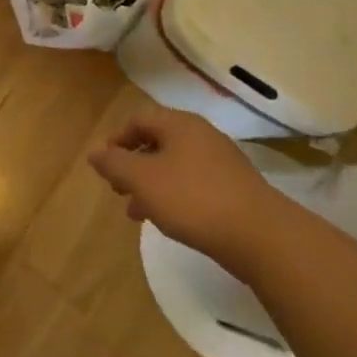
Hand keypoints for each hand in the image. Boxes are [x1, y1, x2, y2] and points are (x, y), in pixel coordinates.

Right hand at [88, 105, 288, 272]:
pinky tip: (170, 220)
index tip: (105, 165)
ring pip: (174, 165)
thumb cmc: (193, 199)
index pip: (138, 120)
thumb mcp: (142, 180)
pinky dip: (174, 195)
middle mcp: (201, 135)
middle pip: (157, 141)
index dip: (116, 140)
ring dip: (151, 184)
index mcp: (178, 124)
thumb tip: (94, 153)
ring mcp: (221, 161)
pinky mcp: (235, 188)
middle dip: (133, 165)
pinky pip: (194, 183)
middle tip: (118, 190)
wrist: (262, 236)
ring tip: (138, 213)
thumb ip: (114, 164)